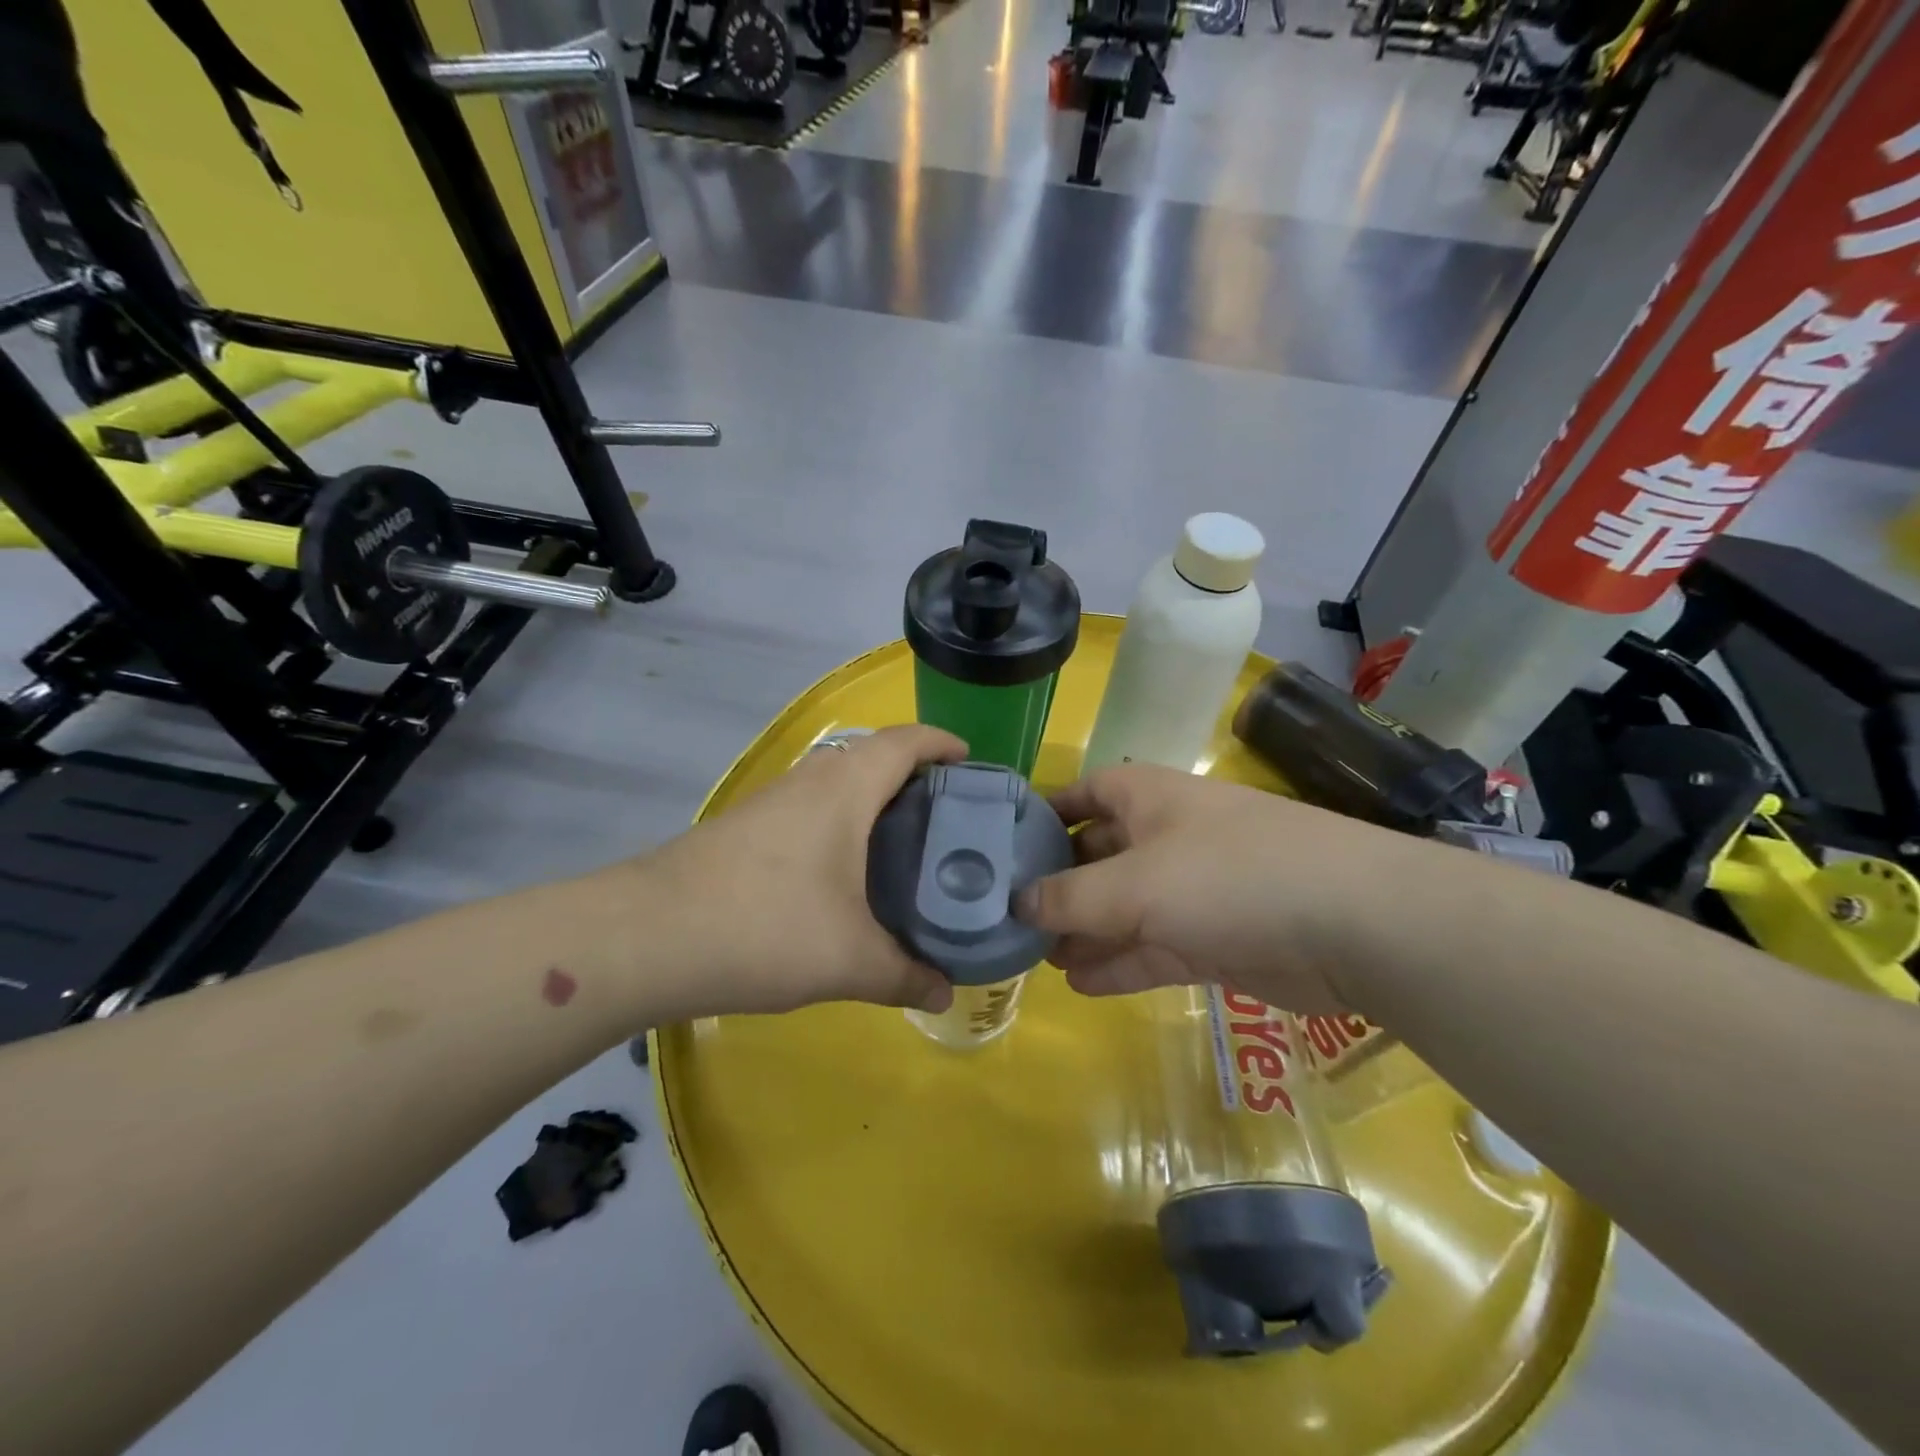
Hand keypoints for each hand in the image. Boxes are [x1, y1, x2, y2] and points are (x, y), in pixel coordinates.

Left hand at [640, 725, 965, 1016]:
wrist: (647, 937)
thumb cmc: (765, 927)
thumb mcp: (849, 960)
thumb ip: (905, 975)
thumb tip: (944, 994)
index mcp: (846, 788)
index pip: (906, 742)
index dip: (942, 743)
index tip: (972, 764)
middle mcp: (810, 780)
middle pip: (874, 758)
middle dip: (916, 778)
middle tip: (950, 820)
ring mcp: (772, 800)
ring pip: (838, 785)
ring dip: (874, 803)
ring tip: (906, 848)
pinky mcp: (746, 827)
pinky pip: (811, 809)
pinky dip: (842, 825)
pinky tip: (846, 875)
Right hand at [1019, 765, 1401, 1013]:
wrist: (1352, 924)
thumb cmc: (1226, 875)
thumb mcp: (1133, 885)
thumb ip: (1068, 898)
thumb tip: (1015, 903)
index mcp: (1146, 797)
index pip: (1081, 794)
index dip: (1042, 816)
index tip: (1000, 848)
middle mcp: (1165, 835)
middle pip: (1097, 855)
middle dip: (1057, 886)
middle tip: (1009, 919)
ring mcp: (1192, 888)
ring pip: (1122, 907)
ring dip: (1084, 931)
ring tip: (1038, 958)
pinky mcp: (1214, 937)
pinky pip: (1152, 947)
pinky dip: (1119, 963)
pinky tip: (1080, 983)